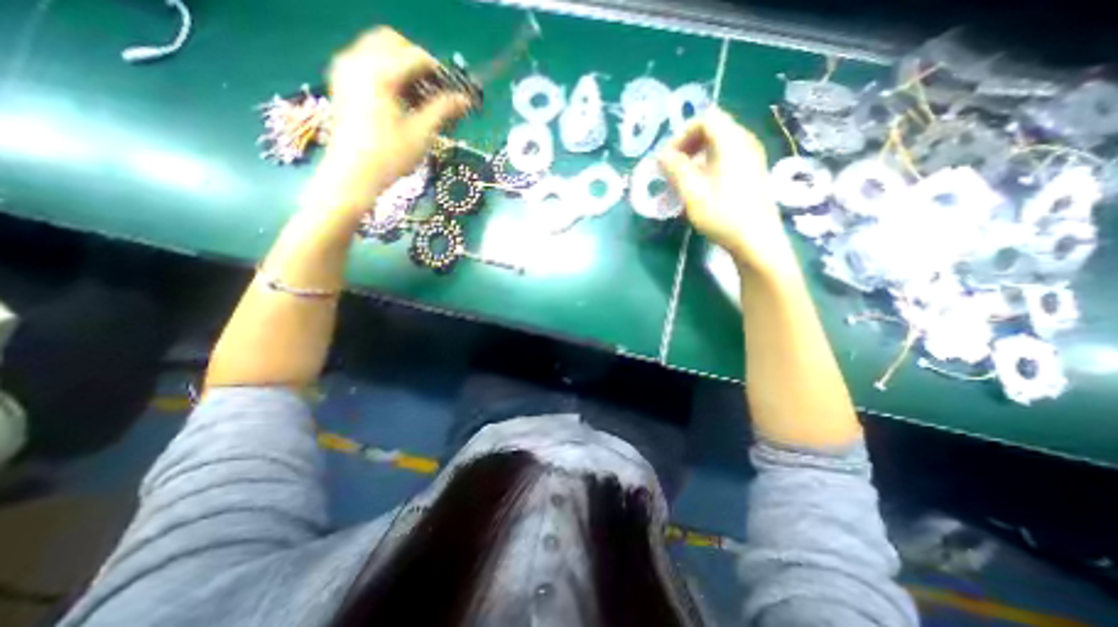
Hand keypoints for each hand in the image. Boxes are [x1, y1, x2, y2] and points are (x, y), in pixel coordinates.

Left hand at [314, 27, 466, 213]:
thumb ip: (443, 110)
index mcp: (380, 72)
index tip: (453, 90)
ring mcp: (345, 70)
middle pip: (393, 42)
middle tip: (434, 89)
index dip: (439, 72)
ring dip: (401, 66)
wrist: (352, 175)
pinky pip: (365, 62)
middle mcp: (358, 61)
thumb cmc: (390, 157)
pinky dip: (385, 72)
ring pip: (377, 50)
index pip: (416, 56)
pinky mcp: (341, 82)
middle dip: (417, 61)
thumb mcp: (422, 134)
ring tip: (419, 97)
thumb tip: (465, 100)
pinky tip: (399, 100)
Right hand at [657, 107, 799, 279]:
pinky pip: (726, 159)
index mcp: (732, 141)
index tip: (668, 159)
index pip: (705, 119)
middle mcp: (745, 143)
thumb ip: (675, 169)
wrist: (756, 241)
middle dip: (687, 146)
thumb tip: (662, 155)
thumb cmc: (722, 215)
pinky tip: (700, 190)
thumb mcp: (692, 192)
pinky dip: (707, 167)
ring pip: (718, 146)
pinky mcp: (752, 174)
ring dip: (695, 159)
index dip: (682, 135)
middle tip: (673, 168)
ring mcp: (751, 159)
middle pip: (712, 129)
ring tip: (682, 181)